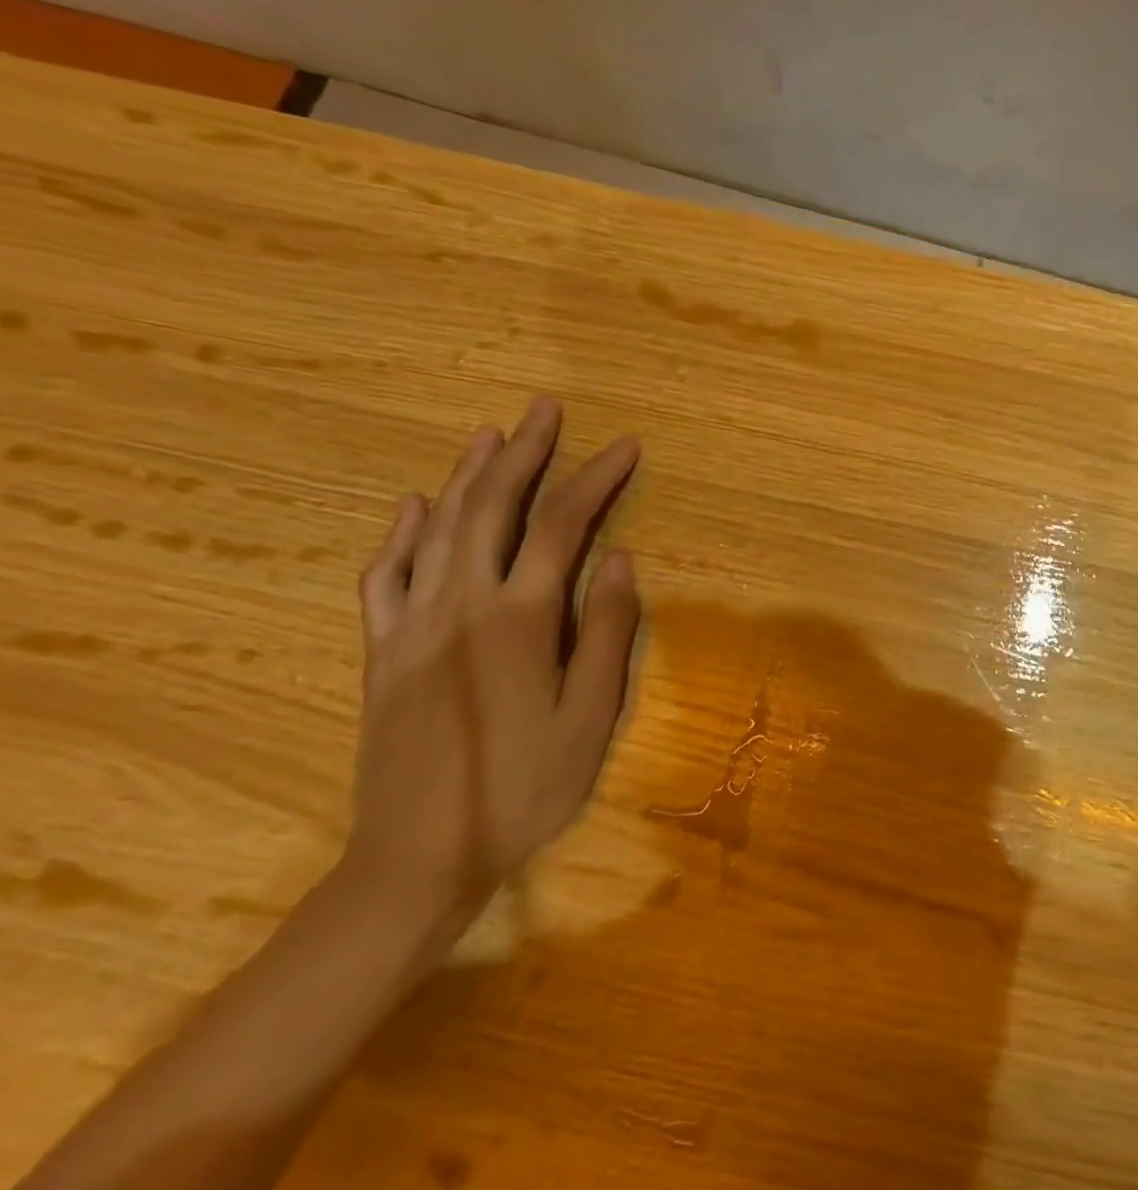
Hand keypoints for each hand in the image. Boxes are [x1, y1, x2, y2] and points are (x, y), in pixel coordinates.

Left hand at [345, 397, 644, 919]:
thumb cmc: (523, 789)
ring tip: (490, 435)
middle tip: (545, 409)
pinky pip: (385, 577)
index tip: (625, 447)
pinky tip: (414, 508)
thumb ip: (607, 632)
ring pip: (437, 530)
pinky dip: (402, 534)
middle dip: (523, 452)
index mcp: (519, 620)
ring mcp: (411, 626)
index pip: (561, 526)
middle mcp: (459, 606)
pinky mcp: (381, 652)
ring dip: (466, 475)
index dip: (595, 479)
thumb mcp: (590, 717)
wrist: (417, 859)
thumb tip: (620, 559)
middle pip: (490, 508)